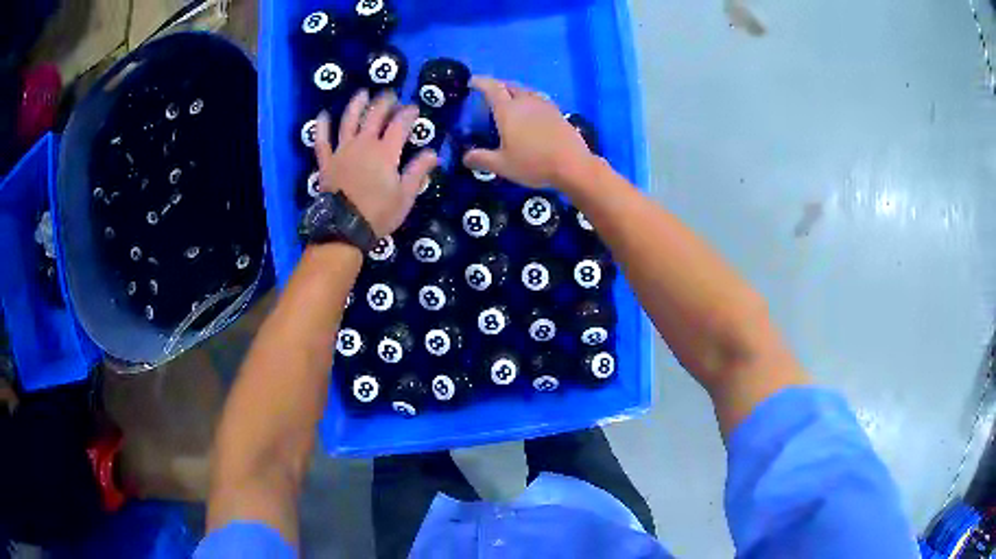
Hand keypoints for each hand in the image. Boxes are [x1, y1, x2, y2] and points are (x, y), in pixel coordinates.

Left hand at [314, 90, 437, 237]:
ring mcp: (342, 151)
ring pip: (349, 121)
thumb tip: (433, 153)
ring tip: (362, 93)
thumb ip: (418, 171)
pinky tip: (323, 114)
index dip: (408, 113)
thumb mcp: (405, 196)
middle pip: (374, 115)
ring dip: (356, 104)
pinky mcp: (326, 161)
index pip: (400, 124)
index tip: (414, 108)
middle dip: (385, 102)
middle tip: (391, 95)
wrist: (343, 229)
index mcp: (385, 152)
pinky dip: (321, 126)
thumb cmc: (378, 214)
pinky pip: (322, 140)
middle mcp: (363, 144)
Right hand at [462, 77, 596, 188]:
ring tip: (510, 102)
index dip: (480, 82)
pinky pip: (538, 99)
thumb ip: (481, 159)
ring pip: (525, 91)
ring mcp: (544, 105)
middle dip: (497, 86)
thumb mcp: (502, 165)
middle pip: (509, 86)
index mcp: (508, 110)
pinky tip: (531, 112)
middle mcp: (525, 102)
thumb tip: (465, 157)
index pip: (491, 87)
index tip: (472, 81)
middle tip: (490, 94)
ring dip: (514, 92)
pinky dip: (529, 100)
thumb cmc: (533, 163)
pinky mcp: (557, 112)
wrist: (573, 165)